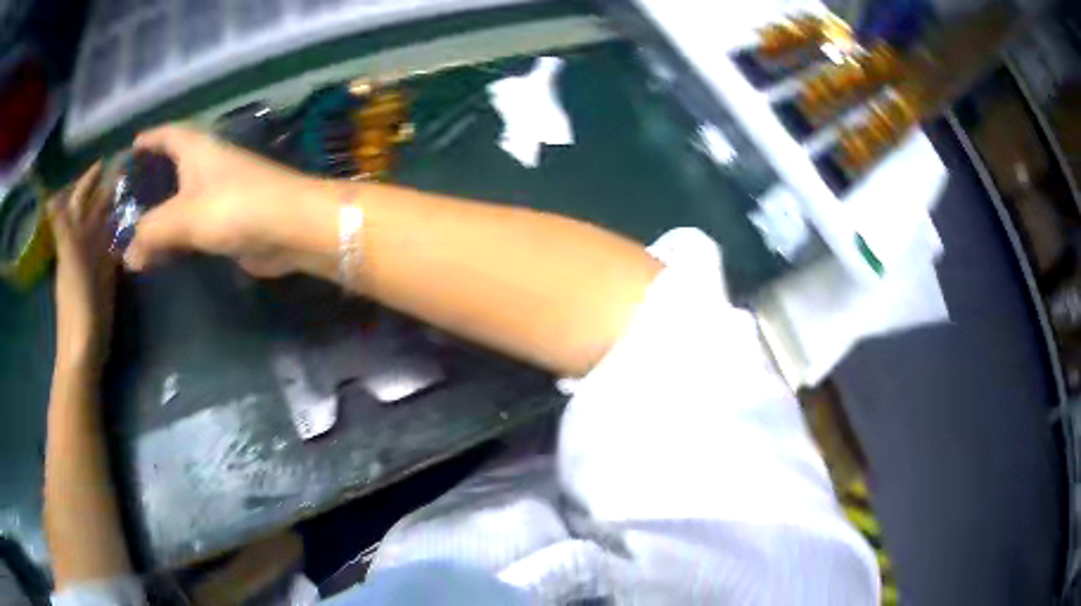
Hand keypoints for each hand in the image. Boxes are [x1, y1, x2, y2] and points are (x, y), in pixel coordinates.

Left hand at [51, 163, 116, 376]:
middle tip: (129, 168)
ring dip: (117, 208)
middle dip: (107, 188)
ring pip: (105, 227)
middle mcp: (83, 245)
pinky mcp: (107, 278)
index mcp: (73, 238)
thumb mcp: (69, 263)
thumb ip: (62, 230)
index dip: (89, 180)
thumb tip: (50, 198)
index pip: (80, 200)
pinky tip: (135, 224)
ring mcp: (95, 262)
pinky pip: (114, 247)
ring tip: (136, 189)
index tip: (105, 159)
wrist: (85, 348)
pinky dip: (123, 233)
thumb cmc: (77, 305)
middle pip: (94, 210)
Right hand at [124, 124, 333, 277]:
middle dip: (151, 180)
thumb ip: (151, 233)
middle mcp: (209, 165)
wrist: (291, 227)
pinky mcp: (231, 221)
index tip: (131, 147)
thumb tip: (128, 257)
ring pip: (183, 200)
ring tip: (136, 232)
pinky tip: (164, 252)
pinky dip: (178, 235)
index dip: (150, 138)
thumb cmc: (234, 207)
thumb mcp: (183, 216)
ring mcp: (222, 193)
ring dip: (162, 213)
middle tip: (124, 201)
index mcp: (197, 150)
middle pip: (173, 167)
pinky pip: (195, 225)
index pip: (169, 134)